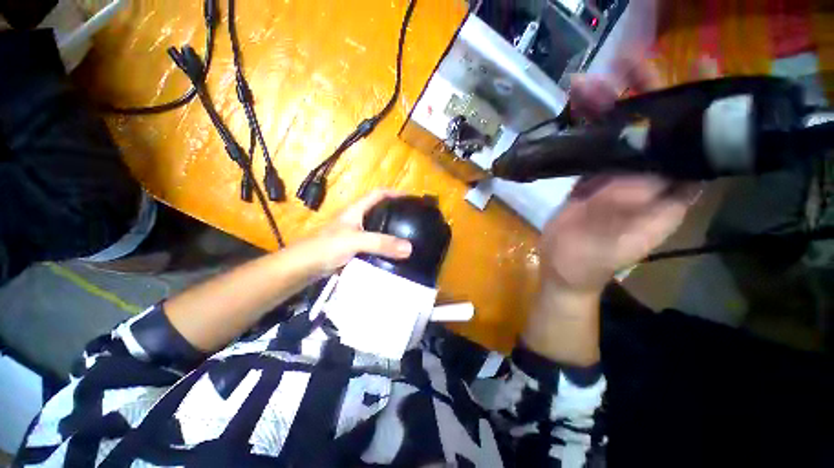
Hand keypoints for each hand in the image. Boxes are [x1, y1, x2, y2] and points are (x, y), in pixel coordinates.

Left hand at [292, 190, 412, 277]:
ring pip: (377, 230)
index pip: (377, 194)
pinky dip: (384, 248)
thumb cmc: (325, 247)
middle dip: (395, 212)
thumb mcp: (355, 241)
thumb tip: (409, 247)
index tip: (410, 198)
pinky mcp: (353, 250)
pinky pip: (373, 246)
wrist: (302, 268)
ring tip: (408, 237)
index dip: (394, 192)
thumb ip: (381, 243)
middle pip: (379, 211)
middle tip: (412, 220)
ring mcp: (354, 236)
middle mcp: (356, 220)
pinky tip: (393, 254)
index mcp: (355, 210)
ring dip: (390, 232)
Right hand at [539, 57, 699, 294]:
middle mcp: (650, 182)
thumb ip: (621, 208)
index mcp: (667, 198)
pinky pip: (595, 147)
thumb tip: (638, 171)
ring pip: (622, 136)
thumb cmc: (585, 262)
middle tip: (628, 64)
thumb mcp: (605, 241)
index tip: (701, 69)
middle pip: (657, 132)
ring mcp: (619, 178)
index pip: (696, 149)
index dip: (700, 110)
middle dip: (646, 96)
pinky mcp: (594, 179)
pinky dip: (587, 127)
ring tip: (587, 85)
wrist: (560, 269)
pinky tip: (576, 111)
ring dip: (607, 108)